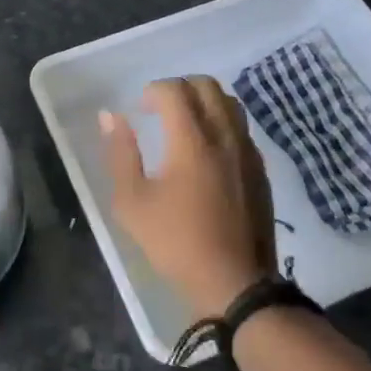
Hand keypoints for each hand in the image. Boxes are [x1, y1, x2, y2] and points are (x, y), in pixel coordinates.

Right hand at [101, 77, 275, 319]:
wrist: (236, 285)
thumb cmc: (176, 243)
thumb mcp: (132, 203)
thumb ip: (120, 154)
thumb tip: (110, 116)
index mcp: (192, 141)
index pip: (175, 90)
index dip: (153, 91)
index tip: (140, 110)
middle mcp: (224, 136)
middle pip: (207, 86)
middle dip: (179, 87)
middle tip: (160, 110)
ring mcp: (247, 152)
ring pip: (229, 103)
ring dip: (204, 101)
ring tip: (184, 124)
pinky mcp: (260, 170)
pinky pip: (241, 127)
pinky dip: (221, 122)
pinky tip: (206, 150)